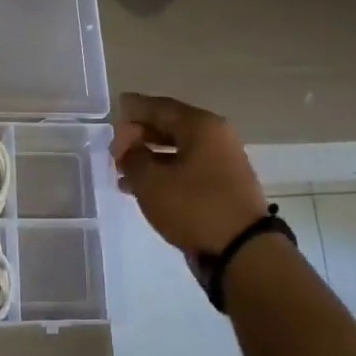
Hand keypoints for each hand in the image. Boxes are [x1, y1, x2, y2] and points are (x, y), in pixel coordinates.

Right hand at [111, 92, 268, 254]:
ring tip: (121, 170)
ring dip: (149, 157)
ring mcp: (222, 162)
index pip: (161, 107)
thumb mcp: (151, 181)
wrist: (240, 249)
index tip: (116, 107)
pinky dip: (163, 173)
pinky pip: (186, 169)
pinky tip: (140, 187)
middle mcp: (216, 138)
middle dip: (140, 134)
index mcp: (201, 127)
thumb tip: (128, 145)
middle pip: (171, 126)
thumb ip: (132, 157)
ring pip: (178, 150)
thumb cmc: (193, 207)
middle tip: (115, 145)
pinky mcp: (222, 186)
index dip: (135, 107)